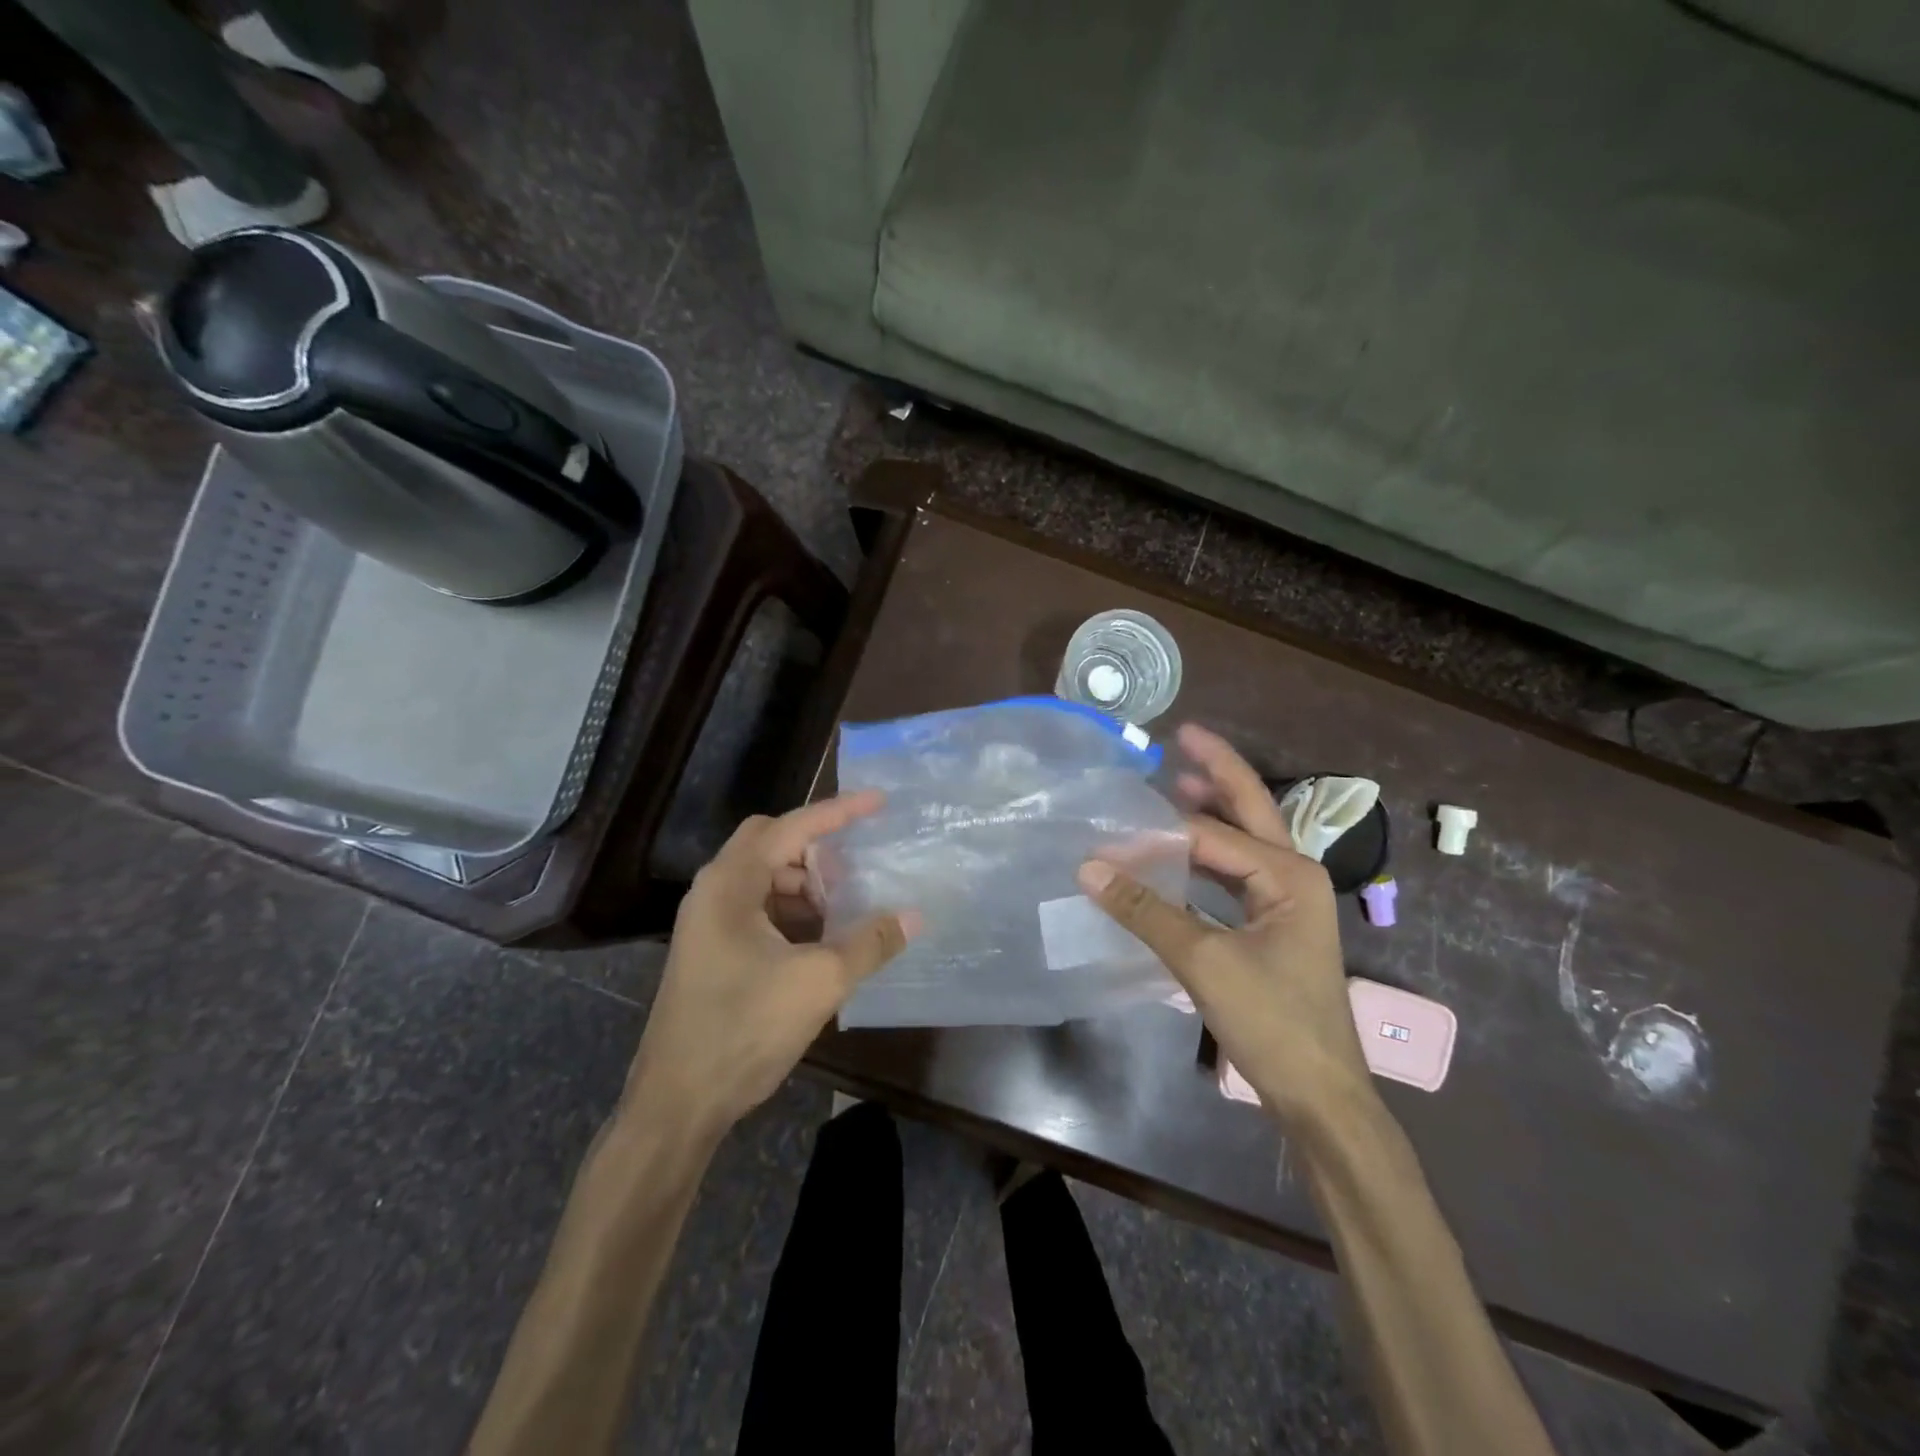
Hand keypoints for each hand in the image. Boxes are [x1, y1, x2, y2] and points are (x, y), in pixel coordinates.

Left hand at [624, 794, 917, 1139]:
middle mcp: (714, 891)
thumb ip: (870, 943)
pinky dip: (792, 913)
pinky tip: (820, 941)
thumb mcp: (819, 982)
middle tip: (856, 870)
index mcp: (731, 883)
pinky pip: (758, 910)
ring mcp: (708, 923)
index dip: (839, 812)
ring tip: (845, 911)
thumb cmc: (744, 1029)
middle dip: (817, 851)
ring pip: (765, 879)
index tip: (879, 802)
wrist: (677, 1103)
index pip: (792, 827)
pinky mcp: (711, 950)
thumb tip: (914, 916)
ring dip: (806, 886)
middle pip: (772, 844)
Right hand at [1079, 724, 1371, 1122]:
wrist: (1319, 1094)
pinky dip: (1207, 858)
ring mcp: (1286, 902)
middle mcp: (1293, 875)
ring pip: (1242, 842)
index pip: (1210, 835)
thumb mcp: (1202, 961)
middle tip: (1183, 737)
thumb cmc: (1272, 1021)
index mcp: (1288, 874)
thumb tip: (1087, 867)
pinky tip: (1180, 854)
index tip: (1107, 834)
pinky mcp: (1272, 926)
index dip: (1156, 832)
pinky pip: (1235, 875)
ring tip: (1176, 784)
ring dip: (1212, 814)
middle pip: (1250, 810)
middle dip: (1217, 773)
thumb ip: (1144, 909)